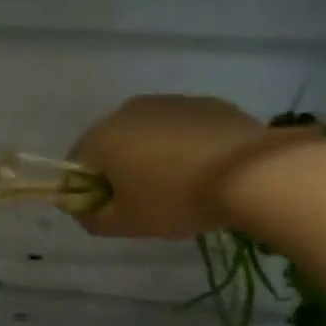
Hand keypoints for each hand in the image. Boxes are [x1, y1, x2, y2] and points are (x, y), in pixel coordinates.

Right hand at [69, 95, 309, 237]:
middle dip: (120, 170)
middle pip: (111, 144)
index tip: (110, 211)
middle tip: (143, 201)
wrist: (249, 173)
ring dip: (151, 157)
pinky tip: (204, 170)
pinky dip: (183, 147)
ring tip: (178, 186)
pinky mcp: (206, 104)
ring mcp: (170, 102)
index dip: (86, 190)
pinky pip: (181, 129)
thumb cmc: (175, 199)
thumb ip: (91, 218)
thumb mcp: (125, 223)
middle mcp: (128, 110)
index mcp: (102, 137)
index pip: (76, 164)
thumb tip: (82, 209)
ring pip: (147, 134)